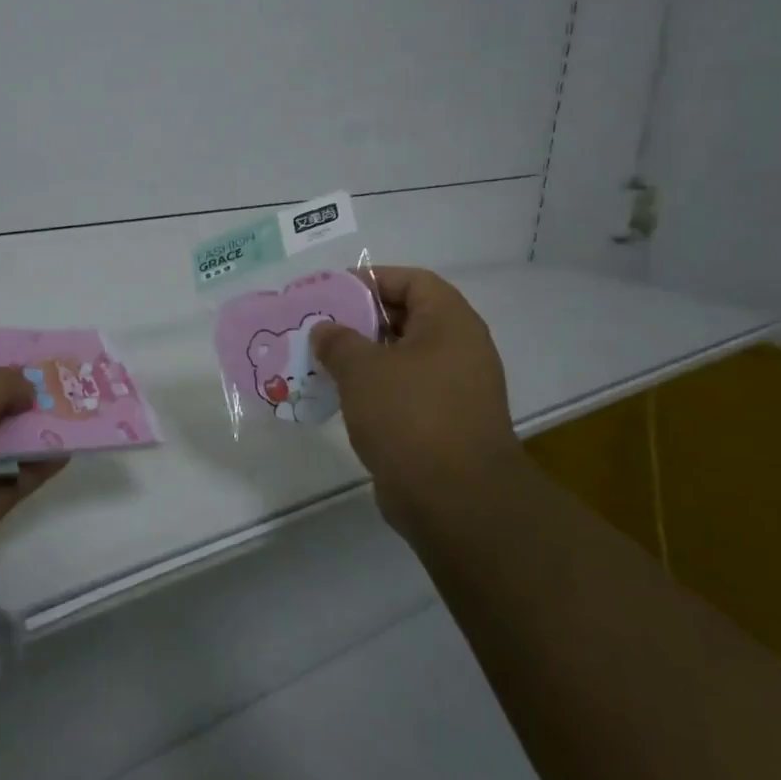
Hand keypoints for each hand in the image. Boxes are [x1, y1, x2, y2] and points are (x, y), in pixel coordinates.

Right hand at [313, 268, 522, 536]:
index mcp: (451, 324)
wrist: (456, 500)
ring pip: (403, 359)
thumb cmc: (410, 416)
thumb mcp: (363, 369)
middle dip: (361, 320)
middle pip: (407, 318)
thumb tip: (325, 330)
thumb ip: (338, 341)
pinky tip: (340, 397)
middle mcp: (460, 350)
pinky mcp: (445, 424)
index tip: (332, 292)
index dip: (372, 279)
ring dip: (364, 358)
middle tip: (320, 327)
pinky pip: (405, 392)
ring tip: (321, 361)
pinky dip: (374, 390)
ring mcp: (456, 390)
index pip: (413, 281)